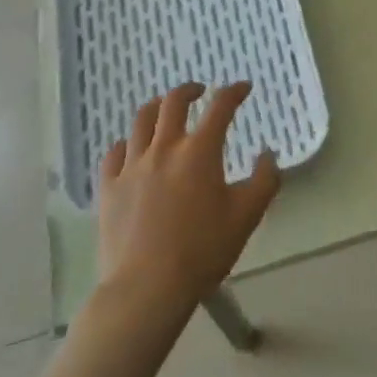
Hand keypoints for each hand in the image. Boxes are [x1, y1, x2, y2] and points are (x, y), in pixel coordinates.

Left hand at [98, 82, 280, 325]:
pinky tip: (131, 149)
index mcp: (200, 151)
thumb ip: (264, 180)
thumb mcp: (247, 217)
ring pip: (140, 120)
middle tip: (200, 91)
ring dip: (156, 107)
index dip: (233, 91)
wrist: (147, 288)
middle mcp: (164, 148)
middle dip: (190, 90)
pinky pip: (114, 152)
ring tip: (163, 109)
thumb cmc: (203, 251)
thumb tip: (268, 154)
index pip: (220, 107)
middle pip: (173, 102)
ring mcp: (132, 166)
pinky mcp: (109, 187)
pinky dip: (126, 143)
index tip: (242, 88)